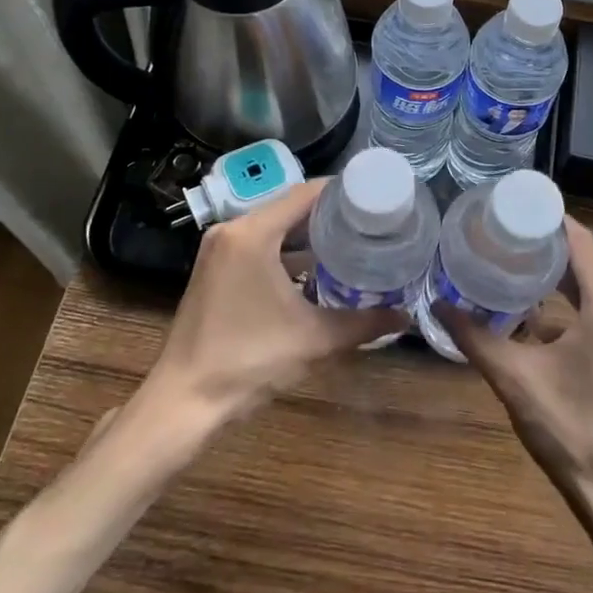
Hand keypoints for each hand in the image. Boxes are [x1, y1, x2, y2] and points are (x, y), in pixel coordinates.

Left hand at [148, 179, 407, 424]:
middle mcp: (232, 231)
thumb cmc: (250, 360)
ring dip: (309, 235)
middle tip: (371, 223)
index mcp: (252, 234)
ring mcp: (219, 250)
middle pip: (290, 207)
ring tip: (352, 242)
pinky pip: (259, 246)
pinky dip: (287, 252)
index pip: (305, 194)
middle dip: (330, 214)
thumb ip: (364, 324)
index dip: (343, 192)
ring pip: (274, 228)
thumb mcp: (315, 339)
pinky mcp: (215, 270)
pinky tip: (317, 270)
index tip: (377, 199)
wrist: (186, 400)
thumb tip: (405, 318)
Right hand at [436, 218, 592, 520]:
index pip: (579, 241)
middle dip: (542, 246)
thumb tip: (438, 303)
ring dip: (554, 277)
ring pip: (592, 287)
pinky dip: (566, 305)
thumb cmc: (572, 433)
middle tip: (497, 234)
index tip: (507, 206)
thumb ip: (475, 338)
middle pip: (585, 261)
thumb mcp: (516, 381)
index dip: (545, 219)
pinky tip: (528, 316)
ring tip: (506, 265)